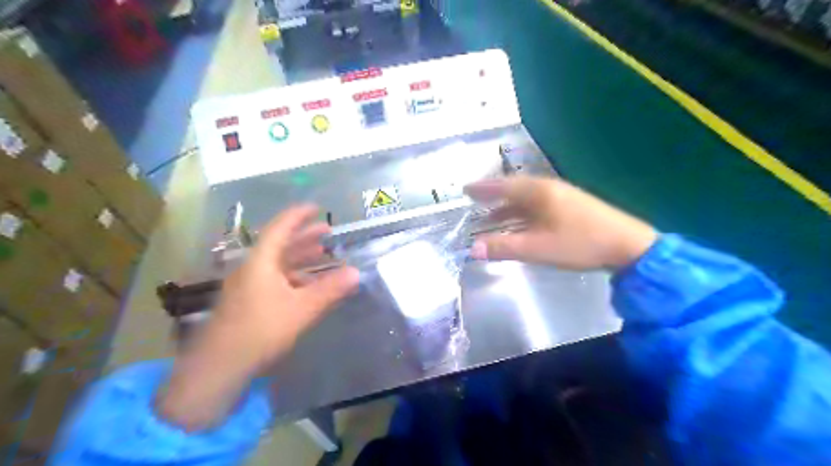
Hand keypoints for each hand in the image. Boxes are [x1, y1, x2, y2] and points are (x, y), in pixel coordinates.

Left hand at [160, 205, 358, 430]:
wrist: (220, 365)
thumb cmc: (262, 330)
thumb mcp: (302, 308)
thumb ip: (330, 289)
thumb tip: (356, 273)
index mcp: (261, 262)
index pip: (280, 228)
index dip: (298, 215)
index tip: (316, 207)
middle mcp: (252, 268)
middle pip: (280, 244)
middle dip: (305, 236)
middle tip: (327, 230)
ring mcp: (248, 285)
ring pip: (278, 263)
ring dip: (301, 256)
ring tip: (322, 253)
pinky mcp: (248, 301)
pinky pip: (275, 278)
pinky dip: (293, 275)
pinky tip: (307, 284)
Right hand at [466, 175, 658, 268]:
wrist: (629, 245)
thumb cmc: (580, 243)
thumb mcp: (537, 248)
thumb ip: (504, 247)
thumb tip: (472, 249)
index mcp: (539, 192)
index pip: (503, 186)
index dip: (483, 188)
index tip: (465, 189)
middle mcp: (549, 189)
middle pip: (514, 189)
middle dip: (494, 195)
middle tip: (475, 199)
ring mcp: (562, 196)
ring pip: (527, 199)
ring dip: (508, 207)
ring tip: (491, 216)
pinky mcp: (571, 207)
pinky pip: (538, 206)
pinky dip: (523, 213)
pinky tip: (520, 224)